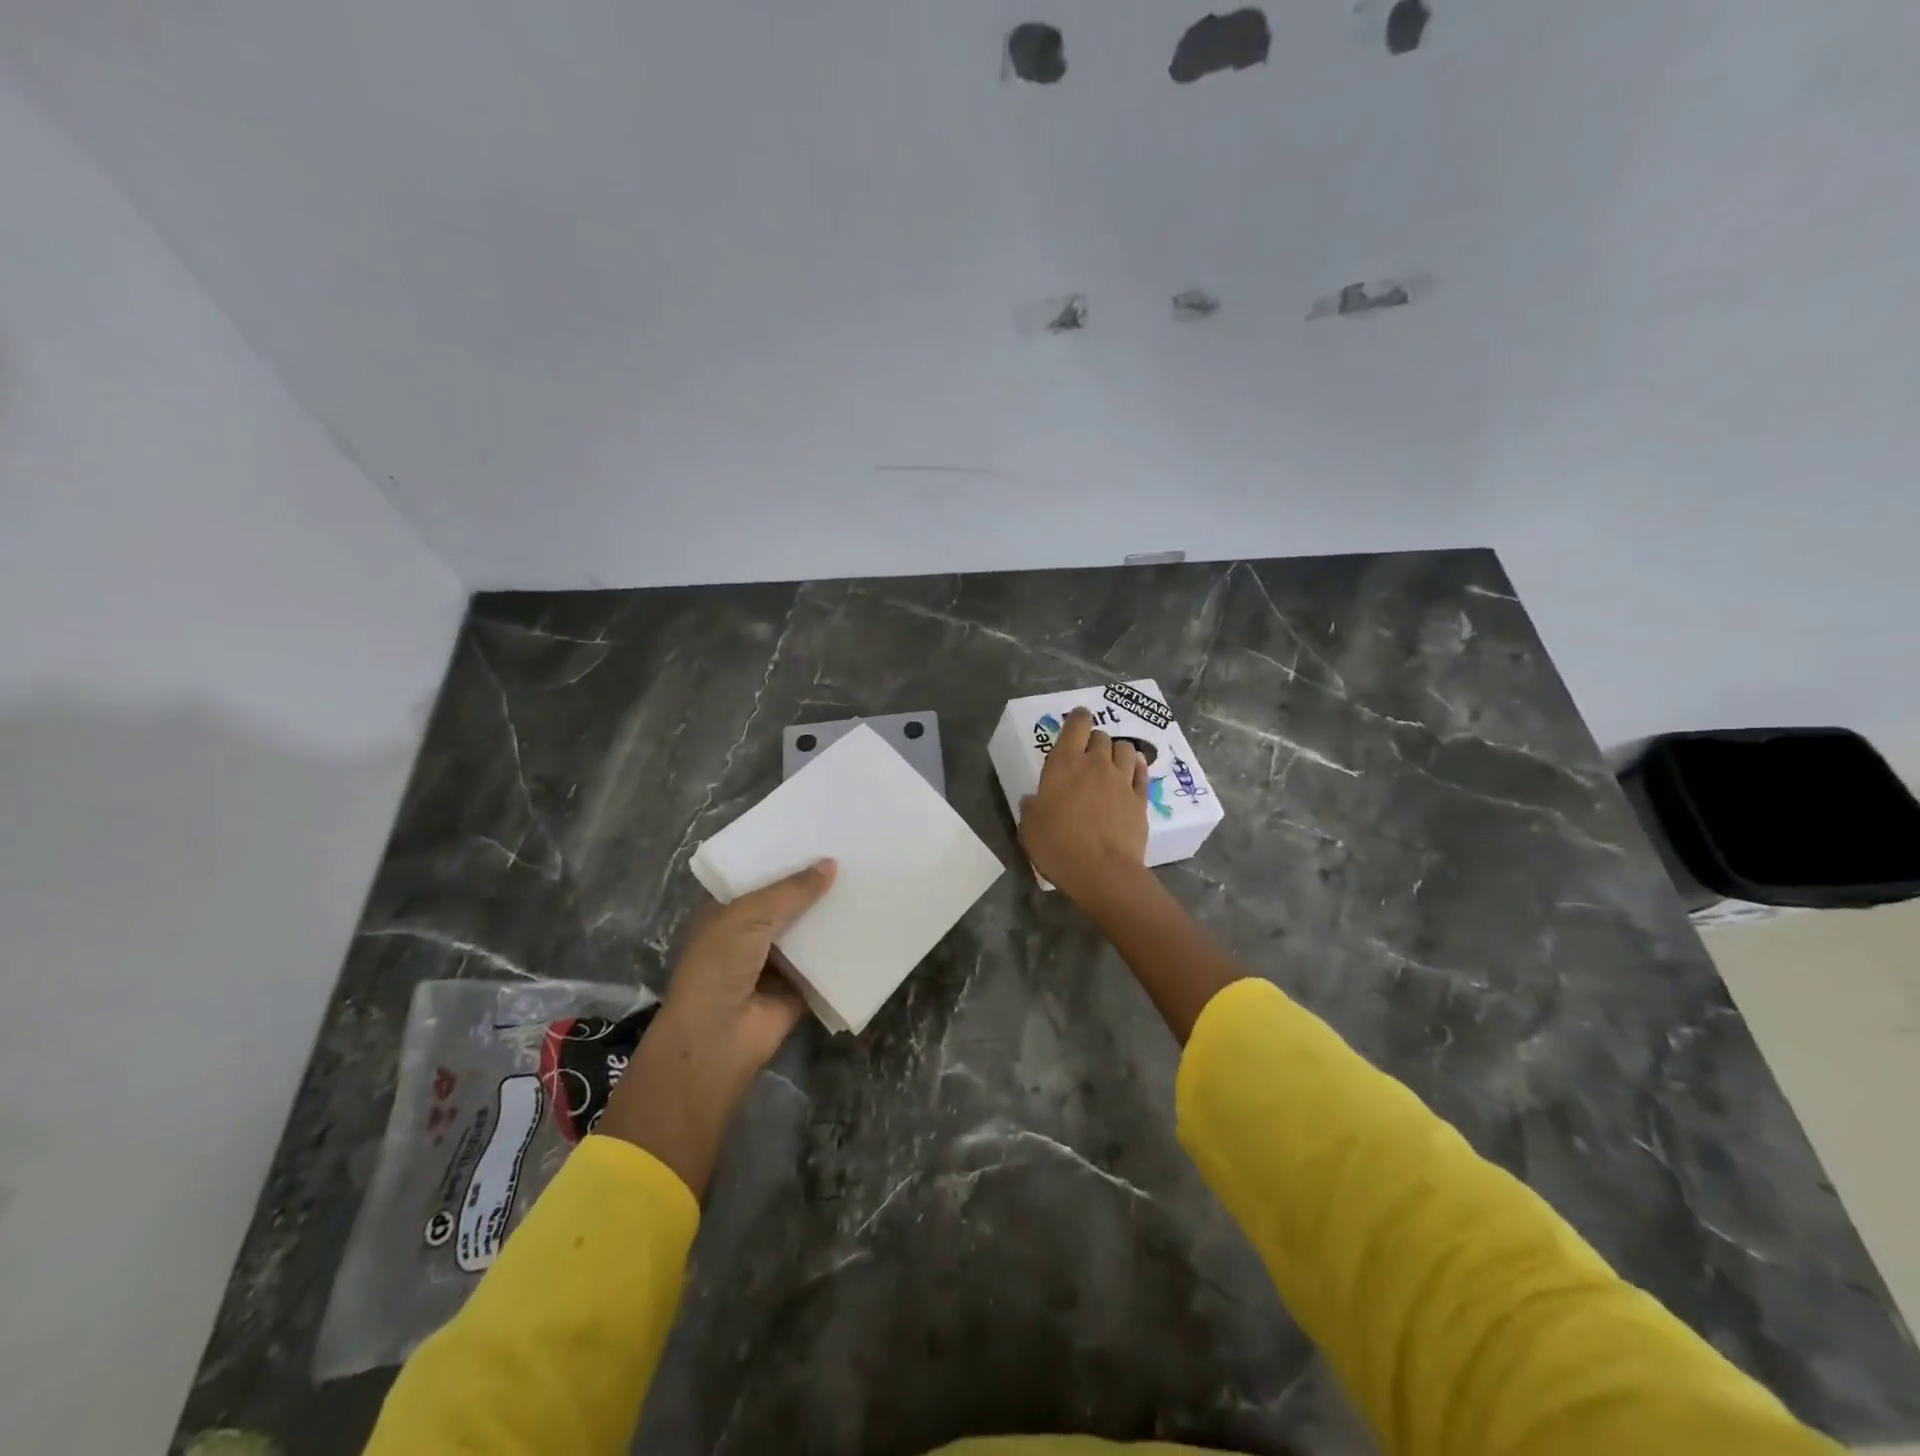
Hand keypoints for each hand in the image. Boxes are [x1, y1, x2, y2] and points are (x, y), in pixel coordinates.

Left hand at [596, 859, 835, 1196]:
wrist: (719, 1037)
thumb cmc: (720, 965)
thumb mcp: (750, 915)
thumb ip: (791, 890)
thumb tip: (831, 864)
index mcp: (729, 913)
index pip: (761, 878)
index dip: (786, 861)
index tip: (821, 838)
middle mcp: (751, 935)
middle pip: (789, 904)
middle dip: (815, 886)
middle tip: (854, 856)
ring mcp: (776, 963)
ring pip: (809, 933)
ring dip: (832, 916)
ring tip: (868, 884)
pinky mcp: (799, 988)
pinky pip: (826, 964)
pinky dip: (844, 951)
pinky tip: (872, 926)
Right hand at [1020, 707, 1152, 906]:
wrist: (1102, 872)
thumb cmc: (1058, 846)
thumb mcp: (1029, 827)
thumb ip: (1032, 807)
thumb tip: (1033, 800)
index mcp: (1064, 764)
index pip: (1076, 725)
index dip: (1078, 718)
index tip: (1077, 719)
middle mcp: (1096, 764)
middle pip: (1102, 736)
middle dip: (1095, 740)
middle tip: (1087, 754)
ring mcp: (1122, 781)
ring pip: (1125, 749)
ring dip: (1117, 751)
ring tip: (1111, 762)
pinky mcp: (1141, 799)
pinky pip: (1142, 773)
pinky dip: (1137, 767)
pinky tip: (1133, 771)